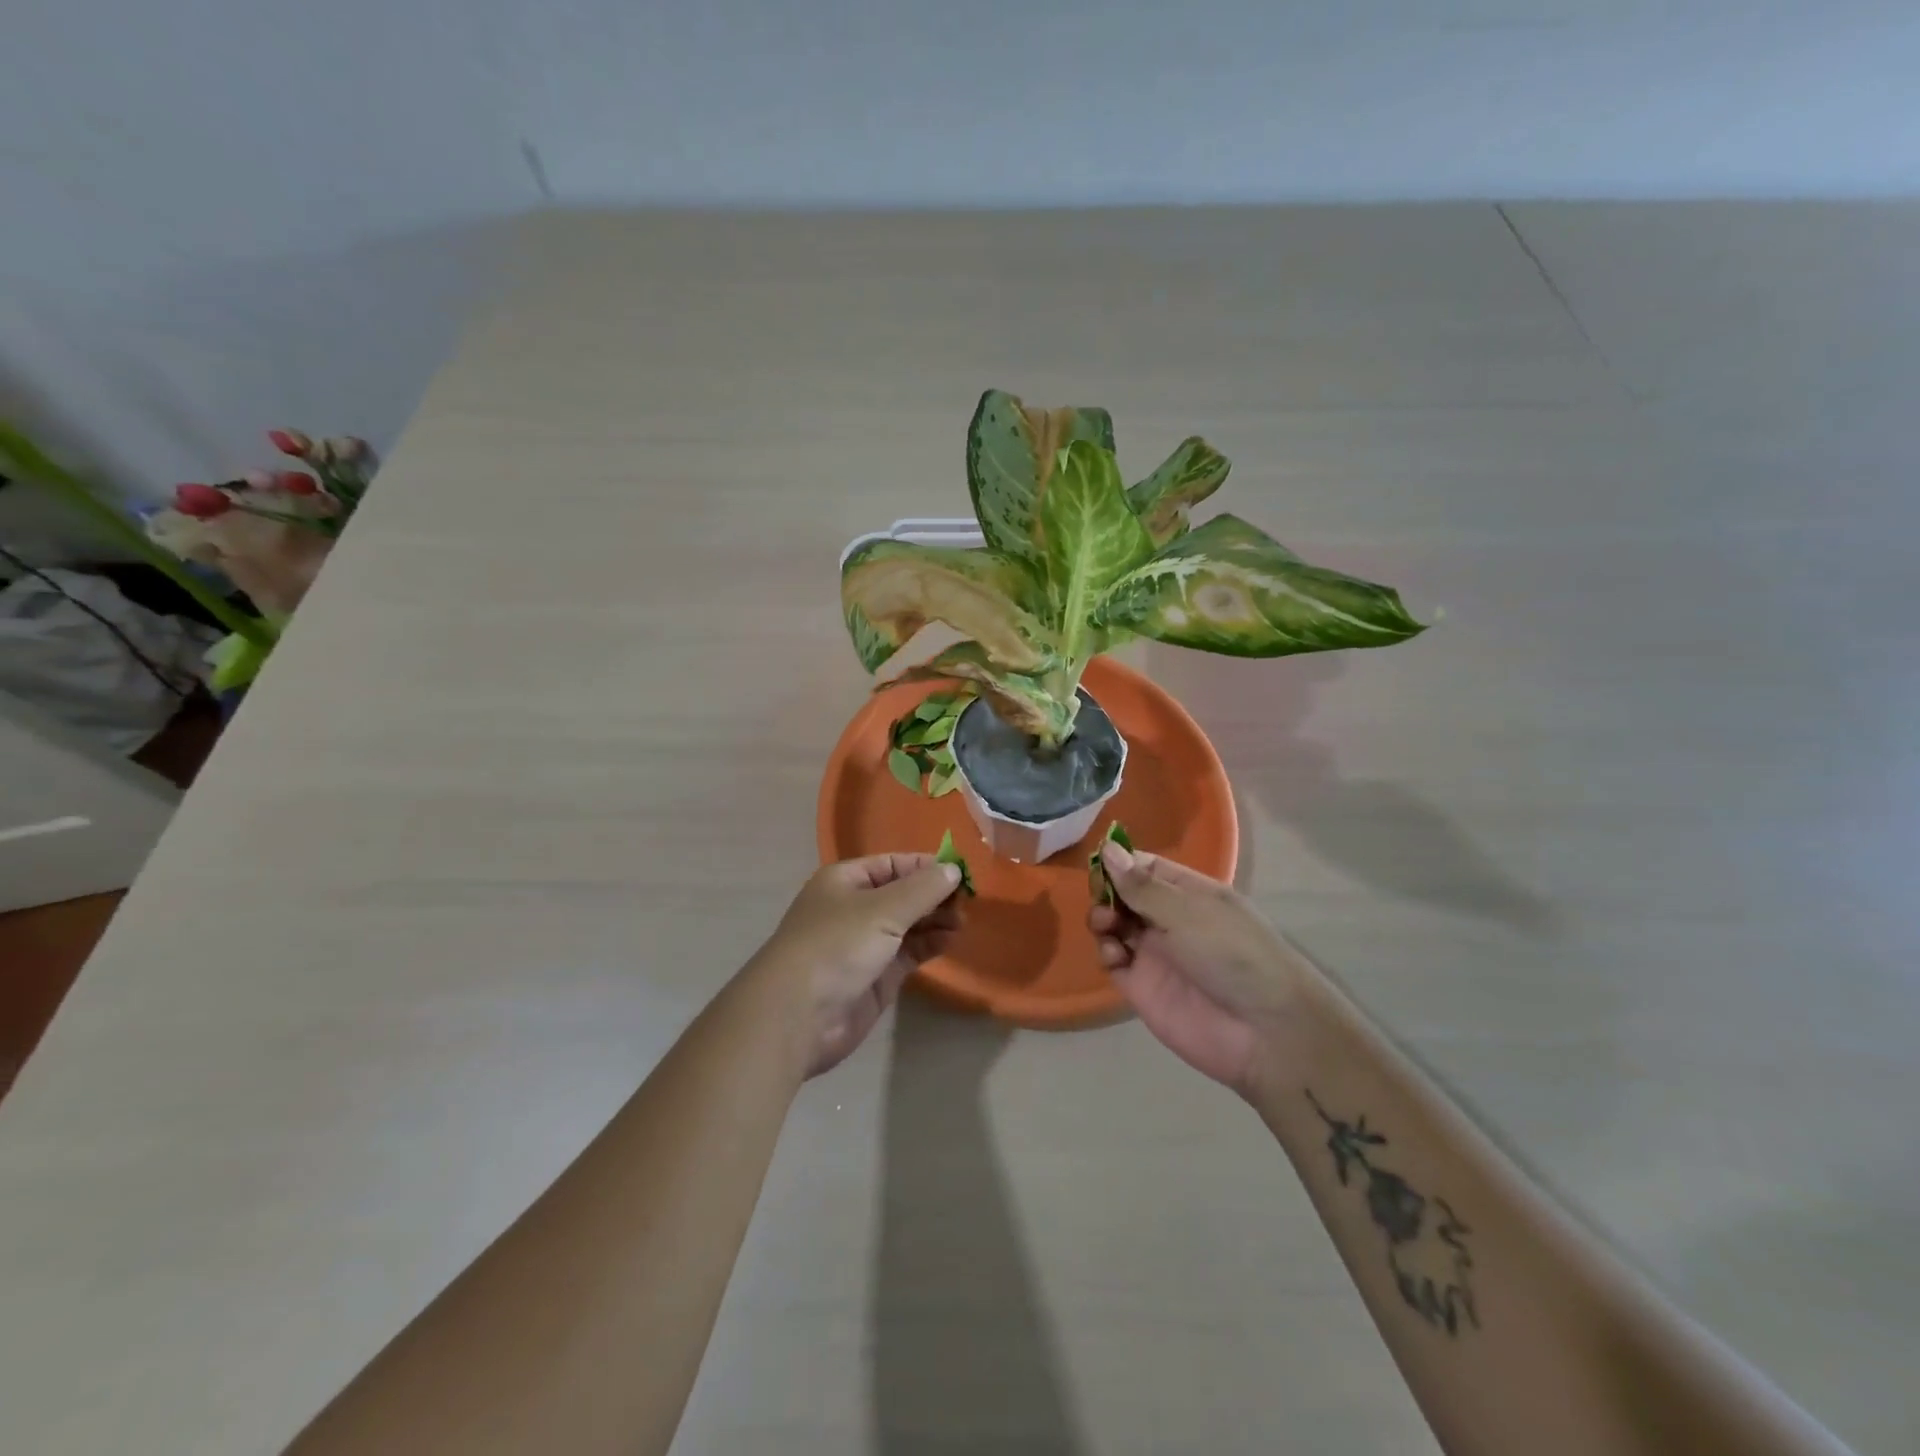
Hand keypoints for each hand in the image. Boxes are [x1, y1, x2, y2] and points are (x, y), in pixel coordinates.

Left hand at [748, 854, 963, 1077]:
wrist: (798, 1015)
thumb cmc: (837, 945)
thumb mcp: (882, 909)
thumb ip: (922, 889)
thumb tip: (953, 869)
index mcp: (845, 881)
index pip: (892, 864)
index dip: (926, 866)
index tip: (961, 873)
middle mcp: (854, 908)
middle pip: (902, 893)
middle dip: (934, 895)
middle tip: (968, 901)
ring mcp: (864, 944)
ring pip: (908, 924)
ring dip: (935, 920)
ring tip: (963, 921)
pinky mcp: (875, 977)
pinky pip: (908, 953)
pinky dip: (929, 944)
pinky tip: (951, 940)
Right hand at [1088, 845, 1312, 1100]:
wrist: (1263, 1032)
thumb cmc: (1232, 955)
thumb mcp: (1188, 911)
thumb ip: (1142, 886)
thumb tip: (1108, 849)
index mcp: (1190, 894)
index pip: (1147, 868)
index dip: (1121, 863)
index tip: (1099, 863)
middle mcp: (1170, 920)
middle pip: (1125, 895)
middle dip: (1108, 891)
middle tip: (1103, 898)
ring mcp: (1155, 954)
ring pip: (1115, 925)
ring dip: (1103, 918)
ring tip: (1107, 924)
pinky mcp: (1142, 987)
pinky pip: (1114, 961)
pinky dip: (1106, 951)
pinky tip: (1115, 954)